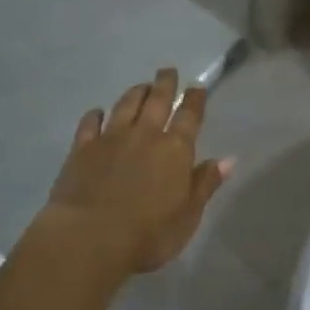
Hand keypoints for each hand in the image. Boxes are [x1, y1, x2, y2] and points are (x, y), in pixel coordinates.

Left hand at [38, 68, 233, 276]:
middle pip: (157, 101)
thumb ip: (205, 184)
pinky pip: (90, 124)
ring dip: (135, 93)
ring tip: (142, 86)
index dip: (195, 99)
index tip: (197, 86)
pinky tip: (97, 112)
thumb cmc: (148, 234)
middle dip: (165, 84)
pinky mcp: (81, 149)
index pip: (189, 116)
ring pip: (125, 105)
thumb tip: (227, 159)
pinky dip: (95, 115)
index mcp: (175, 150)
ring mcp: (111, 139)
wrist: (89, 238)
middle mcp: (144, 135)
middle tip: (167, 71)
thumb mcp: (188, 216)